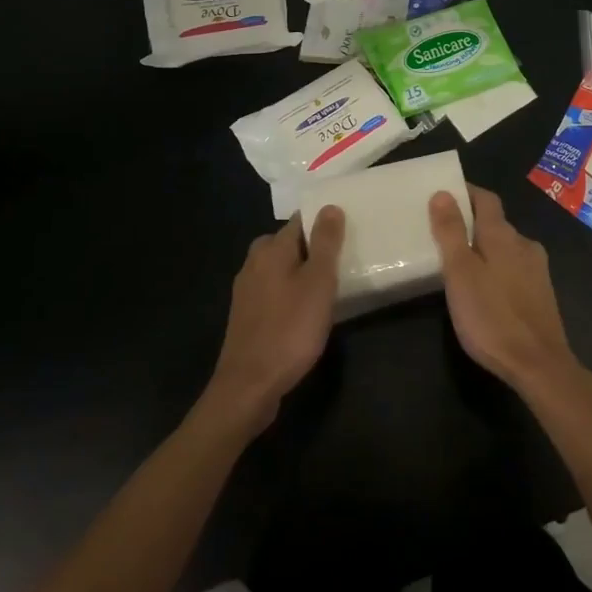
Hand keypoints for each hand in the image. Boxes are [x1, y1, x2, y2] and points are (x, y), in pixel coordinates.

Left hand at [204, 208, 344, 433]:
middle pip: (287, 244)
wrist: (249, 386)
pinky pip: (272, 291)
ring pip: (279, 268)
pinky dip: (289, 293)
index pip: (299, 221)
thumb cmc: (290, 329)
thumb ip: (325, 243)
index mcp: (271, 249)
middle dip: (311, 248)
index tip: (346, 233)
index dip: (323, 223)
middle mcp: (253, 263)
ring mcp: (246, 290)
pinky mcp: (246, 315)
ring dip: (300, 272)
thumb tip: (329, 206)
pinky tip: (304, 311)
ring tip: (327, 287)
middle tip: (339, 262)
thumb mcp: (318, 283)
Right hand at [429, 186, 581, 395]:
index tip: (444, 195)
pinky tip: (486, 289)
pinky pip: (515, 268)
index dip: (466, 193)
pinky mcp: (542, 293)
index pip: (486, 198)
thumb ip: (451, 232)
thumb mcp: (460, 273)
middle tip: (444, 233)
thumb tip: (443, 193)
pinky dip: (497, 268)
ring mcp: (537, 269)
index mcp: (503, 235)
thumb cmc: (492, 316)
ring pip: (506, 247)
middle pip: (496, 222)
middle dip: (472, 223)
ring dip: (485, 247)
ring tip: (461, 263)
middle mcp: (524, 244)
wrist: (539, 364)